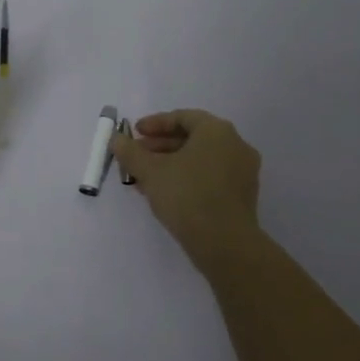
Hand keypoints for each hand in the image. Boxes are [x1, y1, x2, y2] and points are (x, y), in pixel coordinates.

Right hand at [111, 109, 262, 252]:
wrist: (225, 243)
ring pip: (201, 159)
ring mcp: (243, 171)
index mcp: (217, 130)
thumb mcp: (150, 171)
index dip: (154, 123)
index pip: (182, 117)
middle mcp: (235, 144)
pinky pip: (211, 176)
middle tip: (137, 156)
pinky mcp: (244, 195)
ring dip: (172, 164)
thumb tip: (116, 138)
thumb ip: (130, 151)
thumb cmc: (186, 196)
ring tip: (146, 178)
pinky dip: (188, 178)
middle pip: (192, 138)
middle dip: (161, 146)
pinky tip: (167, 193)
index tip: (134, 133)